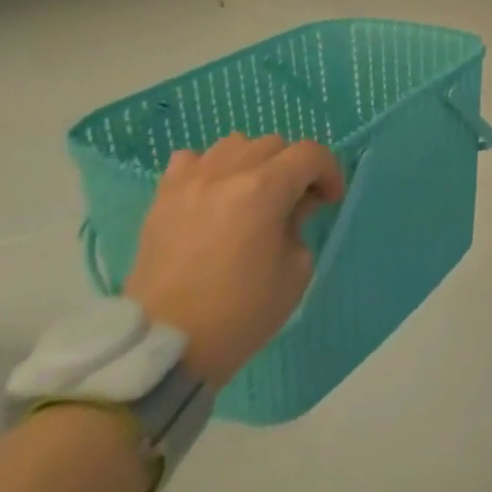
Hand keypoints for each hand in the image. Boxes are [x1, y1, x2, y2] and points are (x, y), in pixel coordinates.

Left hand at [125, 134, 344, 388]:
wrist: (166, 347)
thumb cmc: (240, 313)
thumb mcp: (296, 271)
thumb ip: (300, 225)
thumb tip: (291, 208)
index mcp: (264, 190)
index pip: (310, 154)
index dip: (328, 171)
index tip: (329, 200)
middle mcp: (227, 173)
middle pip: (274, 144)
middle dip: (293, 168)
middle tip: (295, 202)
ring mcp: (189, 183)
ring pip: (234, 144)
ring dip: (253, 162)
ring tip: (253, 193)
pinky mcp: (162, 199)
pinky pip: (191, 161)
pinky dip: (210, 168)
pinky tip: (214, 194)